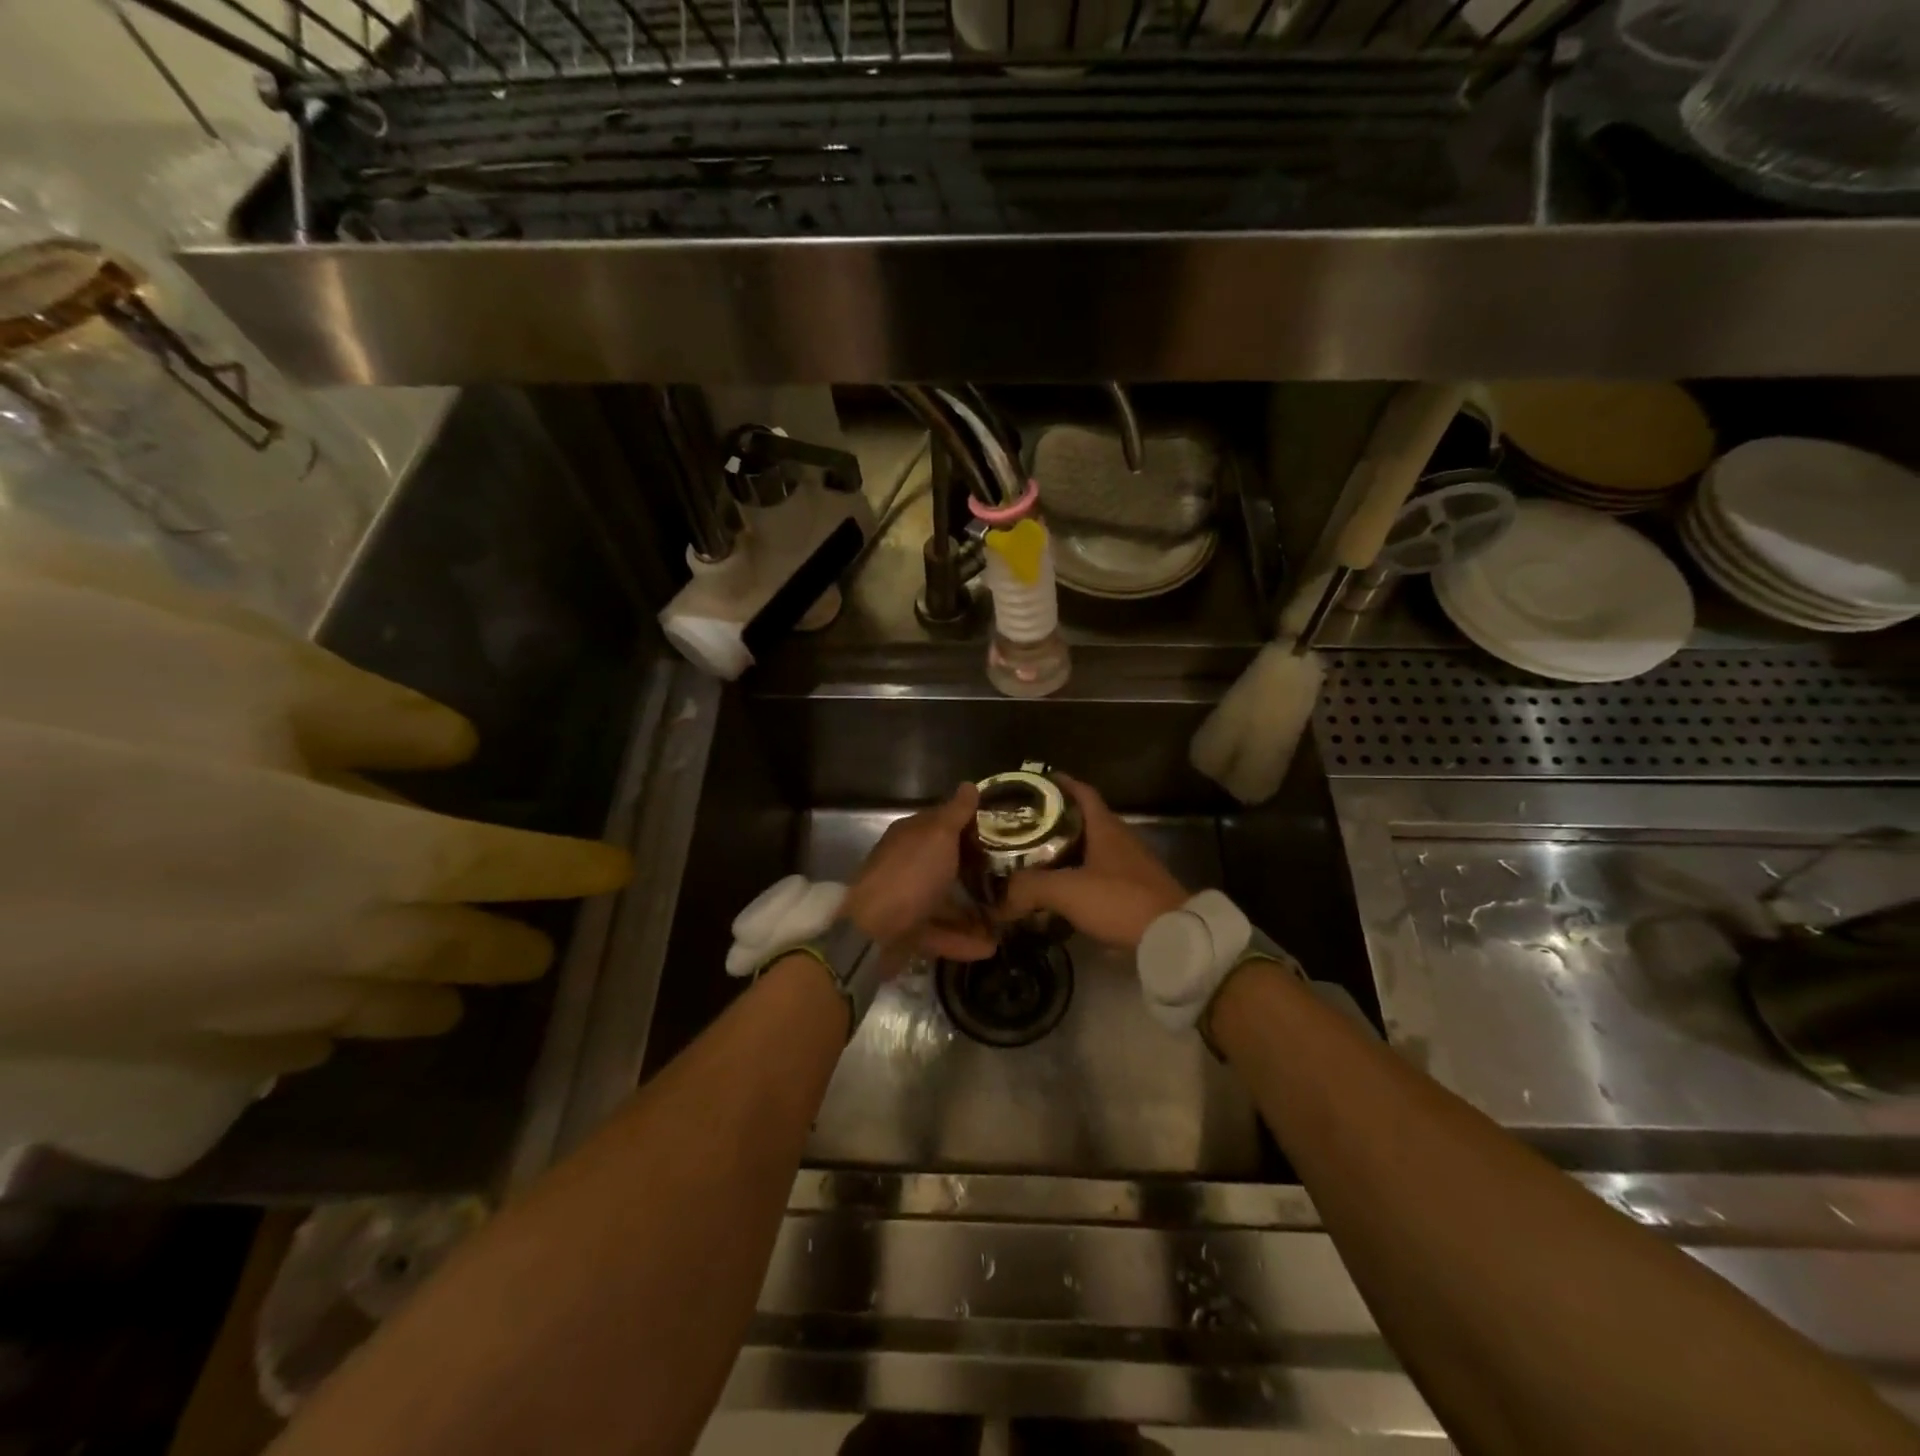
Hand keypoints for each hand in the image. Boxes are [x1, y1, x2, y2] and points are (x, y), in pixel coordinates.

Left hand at [844, 784, 995, 961]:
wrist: (872, 933)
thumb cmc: (910, 876)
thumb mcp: (938, 836)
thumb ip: (956, 813)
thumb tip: (969, 785)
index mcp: (912, 837)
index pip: (944, 823)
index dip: (972, 826)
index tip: (1005, 834)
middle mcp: (908, 864)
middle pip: (947, 864)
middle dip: (977, 871)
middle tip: (1013, 877)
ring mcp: (907, 900)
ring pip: (946, 901)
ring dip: (975, 911)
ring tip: (1006, 918)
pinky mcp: (909, 933)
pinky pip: (941, 933)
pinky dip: (964, 940)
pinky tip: (990, 947)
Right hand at [1000, 774, 1188, 948]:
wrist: (1172, 935)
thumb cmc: (1120, 900)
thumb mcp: (1067, 890)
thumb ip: (1029, 888)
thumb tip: (998, 898)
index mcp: (1106, 827)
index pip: (1082, 792)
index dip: (1060, 784)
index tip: (1035, 783)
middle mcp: (1120, 839)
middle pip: (1084, 820)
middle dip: (1055, 820)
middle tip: (1023, 826)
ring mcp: (1130, 865)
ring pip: (1092, 848)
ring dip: (1067, 850)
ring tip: (1035, 858)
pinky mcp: (1135, 889)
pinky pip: (1100, 873)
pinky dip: (1079, 875)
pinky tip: (1063, 890)